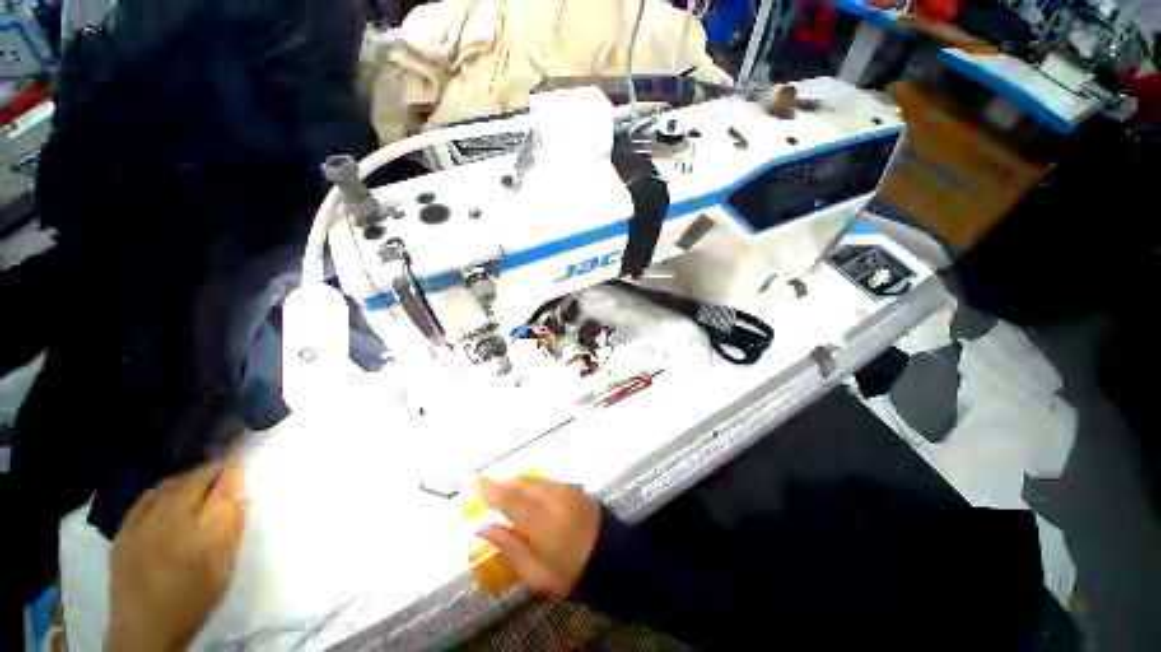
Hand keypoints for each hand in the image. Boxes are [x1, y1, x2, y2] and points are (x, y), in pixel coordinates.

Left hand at [105, 458, 248, 651]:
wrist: (145, 629)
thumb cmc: (194, 600)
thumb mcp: (223, 569)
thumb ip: (232, 530)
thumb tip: (241, 497)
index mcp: (204, 529)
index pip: (224, 485)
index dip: (233, 465)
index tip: (241, 447)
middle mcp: (173, 517)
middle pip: (197, 478)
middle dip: (213, 468)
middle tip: (224, 465)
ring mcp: (144, 522)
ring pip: (172, 484)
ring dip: (190, 477)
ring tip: (201, 479)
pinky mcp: (125, 528)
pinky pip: (148, 496)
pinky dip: (164, 488)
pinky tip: (169, 493)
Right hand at [475, 476, 600, 599]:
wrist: (612, 559)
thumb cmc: (570, 573)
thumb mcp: (536, 573)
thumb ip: (509, 547)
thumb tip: (482, 527)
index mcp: (542, 523)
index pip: (510, 499)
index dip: (489, 488)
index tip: (471, 480)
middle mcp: (554, 499)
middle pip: (522, 483)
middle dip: (501, 483)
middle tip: (485, 488)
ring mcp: (566, 490)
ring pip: (534, 479)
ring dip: (516, 481)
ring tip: (502, 490)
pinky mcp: (574, 488)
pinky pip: (546, 480)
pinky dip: (531, 483)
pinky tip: (525, 491)